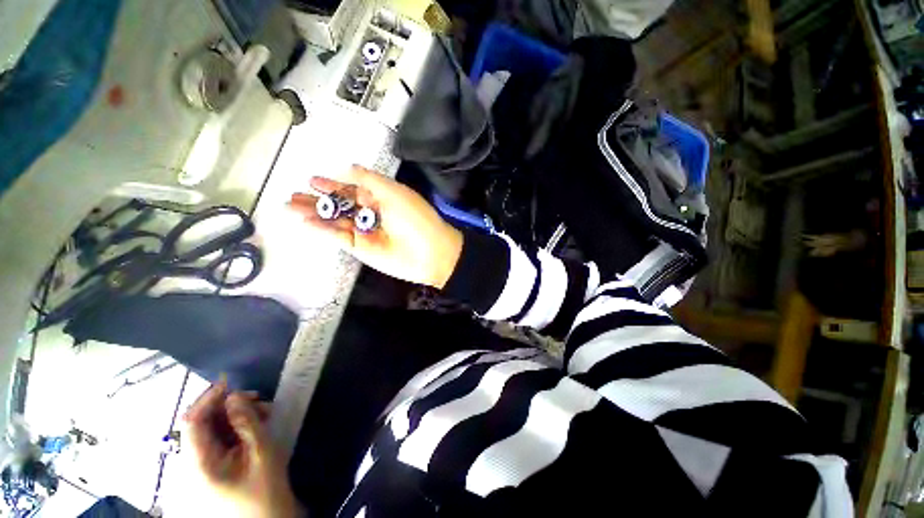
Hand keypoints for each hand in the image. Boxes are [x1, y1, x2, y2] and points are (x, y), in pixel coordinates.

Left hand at [183, 382, 301, 517]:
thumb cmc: (265, 492)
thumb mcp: (261, 454)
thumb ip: (247, 423)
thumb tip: (236, 396)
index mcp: (199, 464)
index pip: (192, 422)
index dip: (208, 399)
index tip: (231, 382)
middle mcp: (193, 464)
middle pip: (201, 425)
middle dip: (228, 407)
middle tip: (258, 398)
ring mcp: (203, 468)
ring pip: (212, 432)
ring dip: (236, 417)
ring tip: (263, 411)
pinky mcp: (214, 470)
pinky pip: (220, 442)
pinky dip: (237, 429)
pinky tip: (258, 425)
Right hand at [289, 165, 463, 288]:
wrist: (431, 253)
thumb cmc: (416, 219)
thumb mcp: (395, 192)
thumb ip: (370, 180)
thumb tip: (348, 167)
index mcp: (382, 198)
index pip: (353, 189)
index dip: (334, 185)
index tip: (313, 180)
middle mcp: (373, 213)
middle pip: (341, 205)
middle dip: (318, 199)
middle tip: (293, 195)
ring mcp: (366, 231)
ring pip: (336, 220)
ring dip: (314, 213)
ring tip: (290, 206)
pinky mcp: (362, 248)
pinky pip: (339, 236)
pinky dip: (322, 229)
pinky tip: (305, 221)